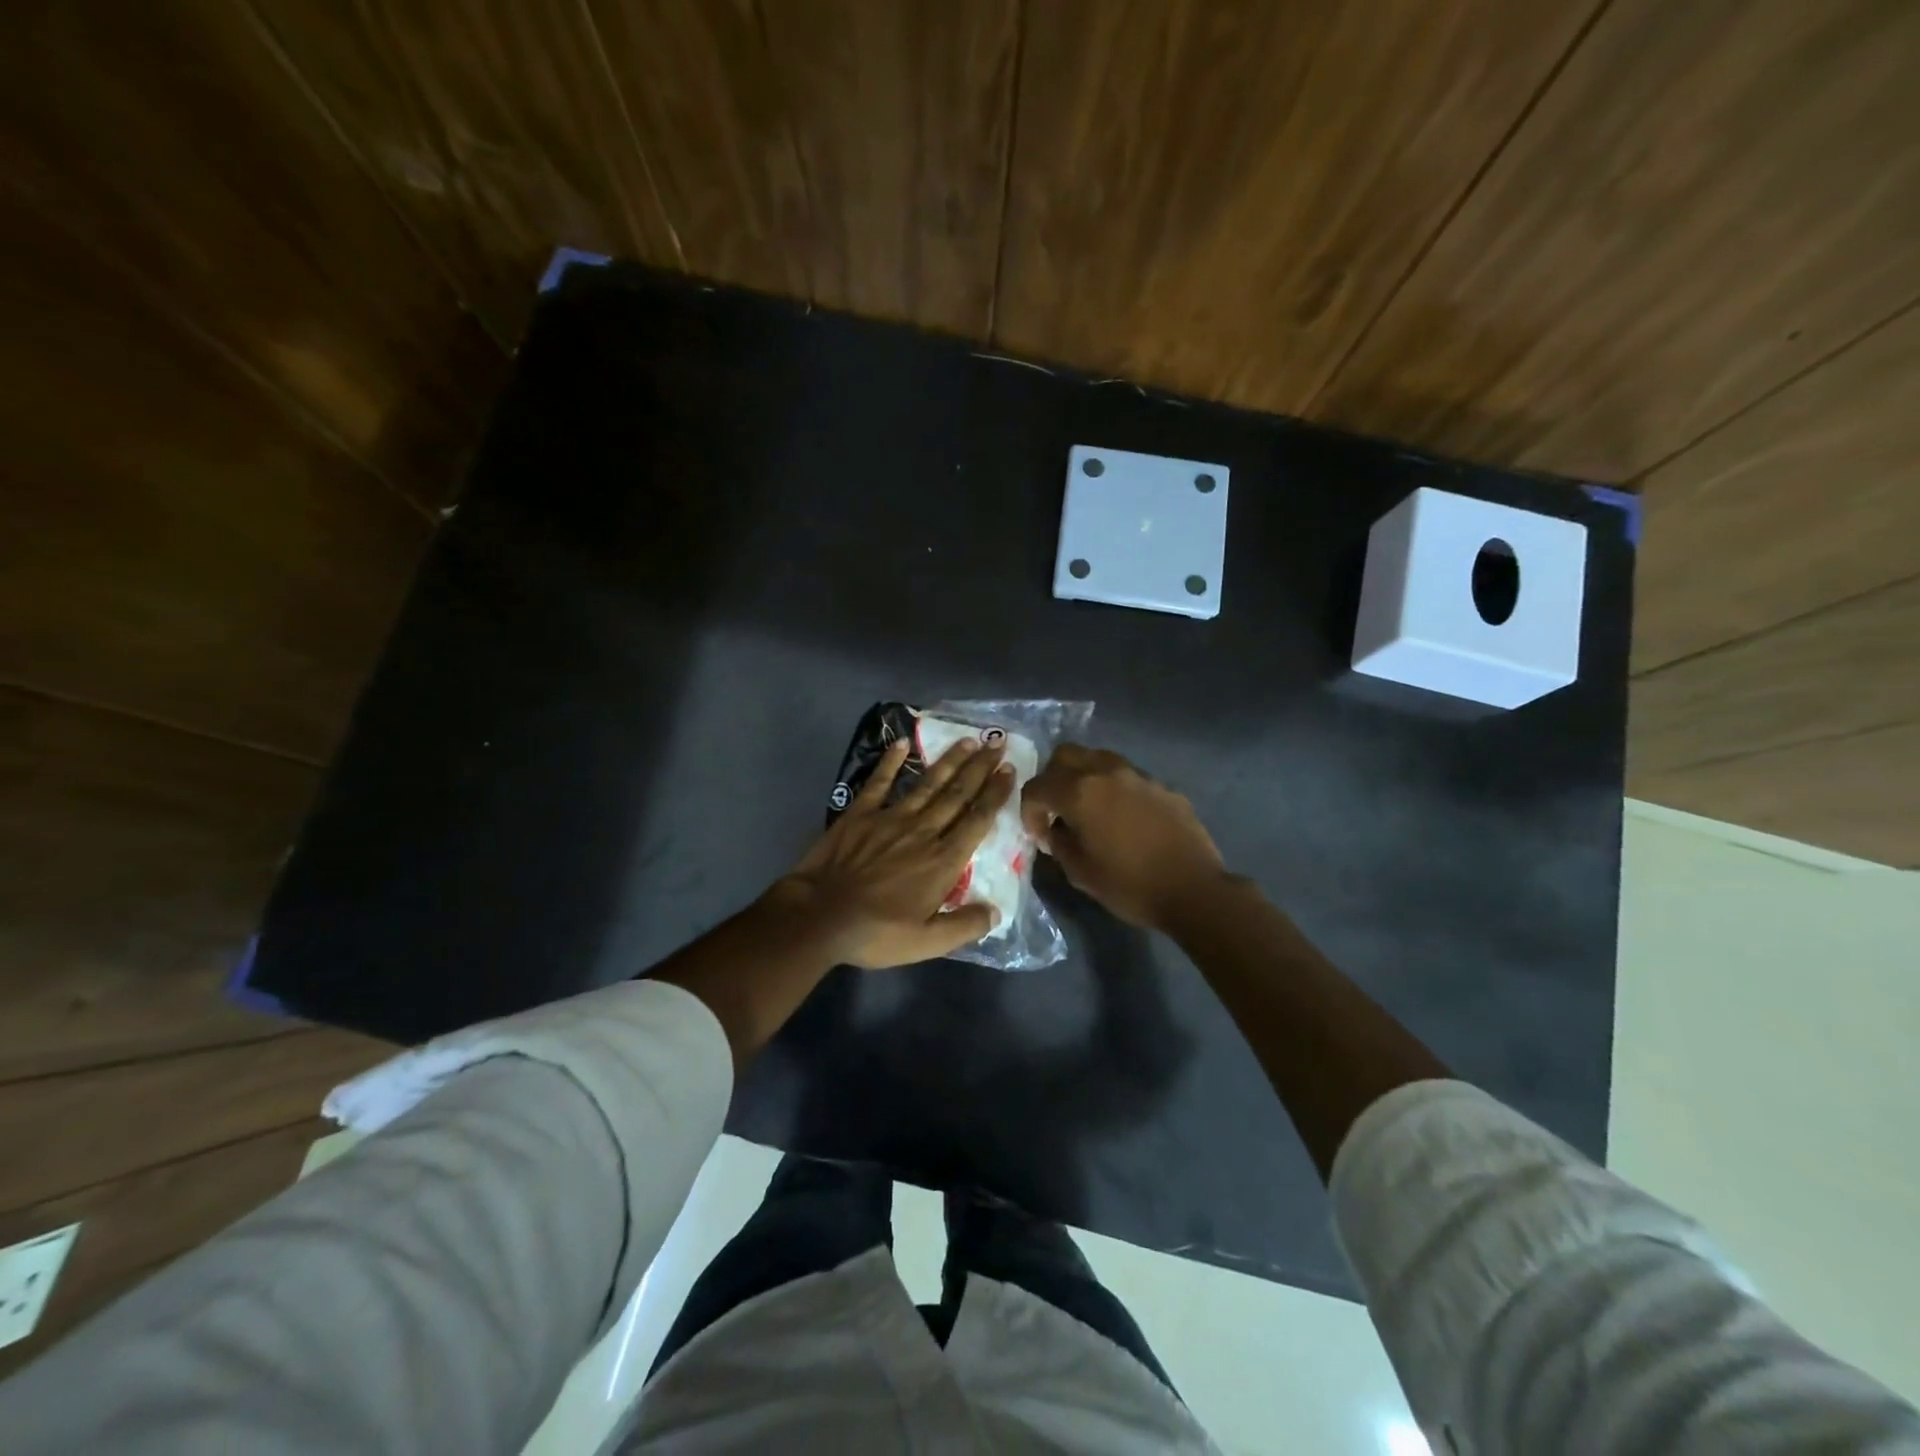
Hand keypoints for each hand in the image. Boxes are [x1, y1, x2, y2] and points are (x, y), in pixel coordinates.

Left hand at [767, 736, 1015, 968]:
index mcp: (942, 860)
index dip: (995, 795)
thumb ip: (964, 926)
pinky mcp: (860, 813)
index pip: (977, 820)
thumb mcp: (926, 942)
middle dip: (980, 769)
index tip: (1009, 771)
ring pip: (927, 784)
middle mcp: (923, 831)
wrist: (820, 916)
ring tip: (967, 740)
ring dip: (949, 761)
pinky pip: (880, 782)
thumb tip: (996, 912)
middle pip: (957, 795)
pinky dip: (891, 762)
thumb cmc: (876, 932)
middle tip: (996, 745)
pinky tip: (902, 743)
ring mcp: (890, 818)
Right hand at [1021, 744, 1229, 930]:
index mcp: (1079, 792)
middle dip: (1052, 779)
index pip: (1037, 786)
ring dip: (1084, 777)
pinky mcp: (1162, 785)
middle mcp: (1106, 772)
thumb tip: (1055, 830)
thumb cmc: (1130, 885)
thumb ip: (1059, 844)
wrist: (1194, 890)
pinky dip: (1114, 789)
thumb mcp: (1081, 873)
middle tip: (1056, 809)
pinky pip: (1127, 776)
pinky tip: (1123, 819)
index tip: (1038, 834)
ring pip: (1098, 758)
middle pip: (1065, 755)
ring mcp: (1138, 775)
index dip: (1029, 810)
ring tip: (1089, 809)